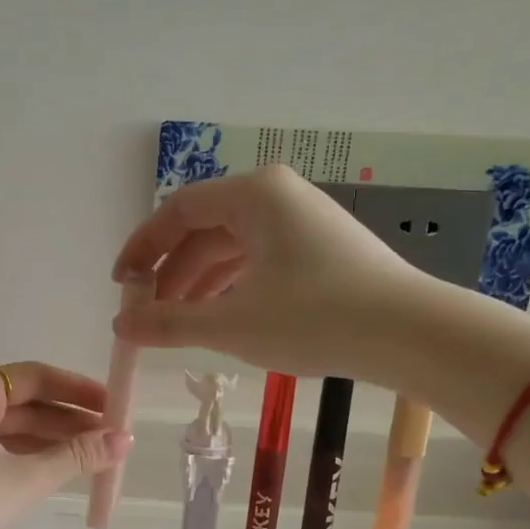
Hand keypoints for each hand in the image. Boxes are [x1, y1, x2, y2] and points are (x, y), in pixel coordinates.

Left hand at [0, 363, 131, 528]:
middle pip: (24, 403)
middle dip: (69, 419)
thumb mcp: (26, 478)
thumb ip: (77, 456)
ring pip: (12, 430)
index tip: (115, 405)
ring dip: (52, 441)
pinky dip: (28, 458)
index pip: (35, 377)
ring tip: (95, 457)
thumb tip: (126, 439)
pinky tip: (58, 472)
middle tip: (112, 437)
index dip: (78, 389)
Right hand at [111, 165, 421, 378]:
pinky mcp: (319, 248)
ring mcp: (302, 220)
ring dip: (198, 284)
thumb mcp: (231, 324)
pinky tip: (219, 319)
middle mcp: (276, 196)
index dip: (143, 248)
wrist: (410, 333)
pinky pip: (258, 260)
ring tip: (176, 325)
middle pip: (204, 229)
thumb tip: (119, 326)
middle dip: (170, 274)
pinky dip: (231, 287)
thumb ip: (168, 323)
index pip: (178, 211)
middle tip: (146, 315)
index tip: (120, 286)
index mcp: (253, 195)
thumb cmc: (314, 318)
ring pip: (231, 248)